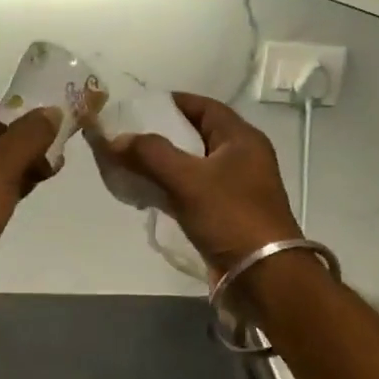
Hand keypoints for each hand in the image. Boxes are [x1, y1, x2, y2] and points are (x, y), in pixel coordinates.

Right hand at [90, 92, 300, 273]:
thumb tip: (115, 139)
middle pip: (195, 135)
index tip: (137, 106)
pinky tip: (143, 193)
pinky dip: (168, 189)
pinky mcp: (225, 215)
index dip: (171, 102)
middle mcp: (241, 158)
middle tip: (126, 136)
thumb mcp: (188, 179)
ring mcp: (234, 188)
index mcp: (241, 139)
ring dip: (161, 164)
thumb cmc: (231, 217)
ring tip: (126, 163)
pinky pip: (191, 192)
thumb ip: (150, 154)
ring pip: (191, 166)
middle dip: (160, 135)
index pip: (203, 107)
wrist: (264, 276)